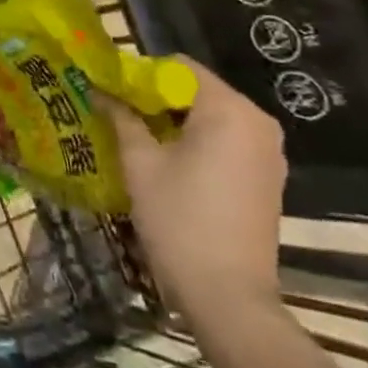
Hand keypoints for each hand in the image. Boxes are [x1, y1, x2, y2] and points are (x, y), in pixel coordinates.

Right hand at [99, 62, 286, 323]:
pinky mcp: (268, 179)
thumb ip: (121, 117)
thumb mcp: (140, 163)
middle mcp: (257, 122)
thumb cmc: (180, 221)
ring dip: (175, 122)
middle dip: (157, 99)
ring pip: (211, 117)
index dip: (142, 75)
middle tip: (120, 116)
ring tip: (139, 140)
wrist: (229, 300)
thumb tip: (99, 89)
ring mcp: (268, 153)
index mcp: (229, 110)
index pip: (179, 67)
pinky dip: (197, 143)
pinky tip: (169, 165)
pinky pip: (227, 141)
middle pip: (197, 90)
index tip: (114, 94)